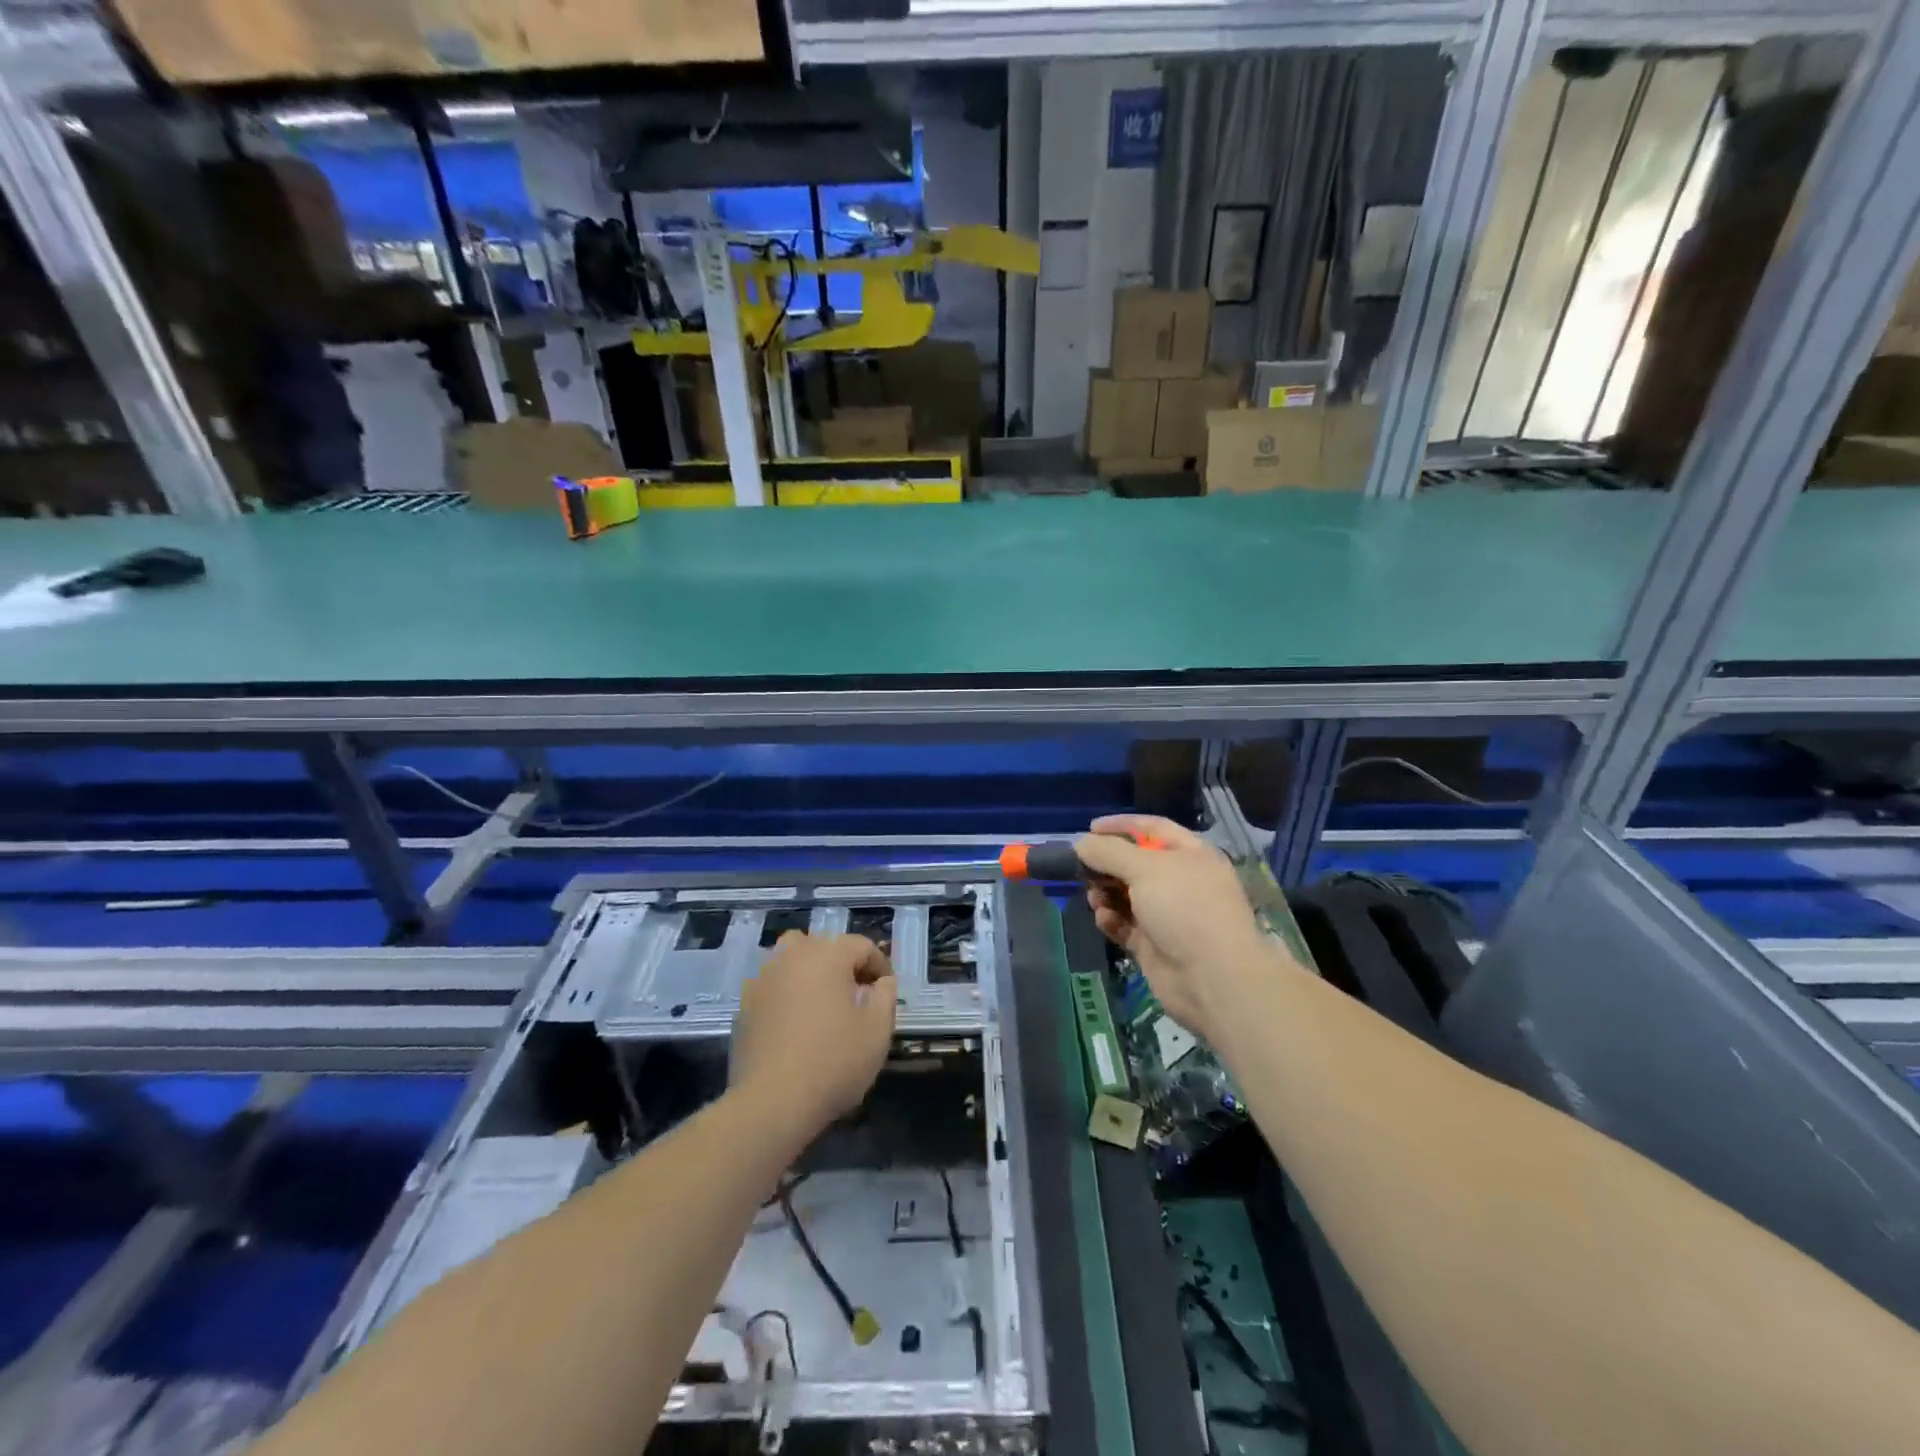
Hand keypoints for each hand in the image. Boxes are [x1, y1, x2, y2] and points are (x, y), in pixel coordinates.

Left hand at [730, 933, 896, 1139]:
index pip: (861, 946)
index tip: (886, 990)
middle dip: (843, 964)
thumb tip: (883, 981)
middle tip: (857, 994)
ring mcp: (763, 979)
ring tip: (823, 1003)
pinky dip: (787, 994)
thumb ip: (886, 996)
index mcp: (827, 955)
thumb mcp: (877, 1031)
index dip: (879, 965)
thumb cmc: (833, 1062)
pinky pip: (773, 986)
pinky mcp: (745, 1004)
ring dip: (810, 972)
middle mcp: (792, 956)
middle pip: (823, 946)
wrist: (772, 1102)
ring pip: (792, 960)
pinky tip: (796, 1023)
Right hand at [1075, 815, 1280, 1045]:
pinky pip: (1125, 925)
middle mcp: (1181, 882)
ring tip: (1094, 897)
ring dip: (1105, 893)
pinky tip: (1103, 919)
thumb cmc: (1184, 909)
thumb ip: (1109, 852)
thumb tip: (1081, 843)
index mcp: (1191, 855)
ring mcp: (1168, 915)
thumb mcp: (1145, 869)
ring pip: (1126, 895)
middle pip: (1135, 863)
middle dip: (1107, 864)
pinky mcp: (1154, 945)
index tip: (1090, 829)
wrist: (1212, 978)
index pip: (1153, 828)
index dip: (1122, 825)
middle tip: (1082, 867)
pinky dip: (1112, 920)